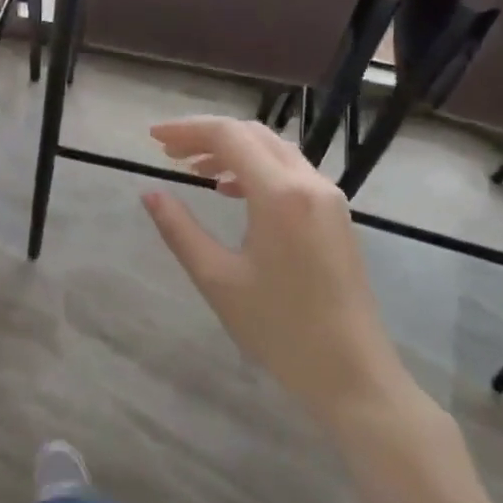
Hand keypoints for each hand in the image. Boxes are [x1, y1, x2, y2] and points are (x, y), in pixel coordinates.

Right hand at [141, 116, 412, 426]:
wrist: (351, 373)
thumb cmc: (279, 328)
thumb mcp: (217, 278)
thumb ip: (179, 230)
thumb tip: (150, 194)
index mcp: (280, 194)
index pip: (229, 136)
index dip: (187, 129)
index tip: (152, 136)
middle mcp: (309, 184)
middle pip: (253, 135)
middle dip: (207, 135)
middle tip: (167, 151)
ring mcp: (328, 198)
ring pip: (274, 150)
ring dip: (231, 150)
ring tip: (192, 168)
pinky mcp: (334, 216)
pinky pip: (290, 172)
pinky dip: (255, 168)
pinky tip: (230, 190)